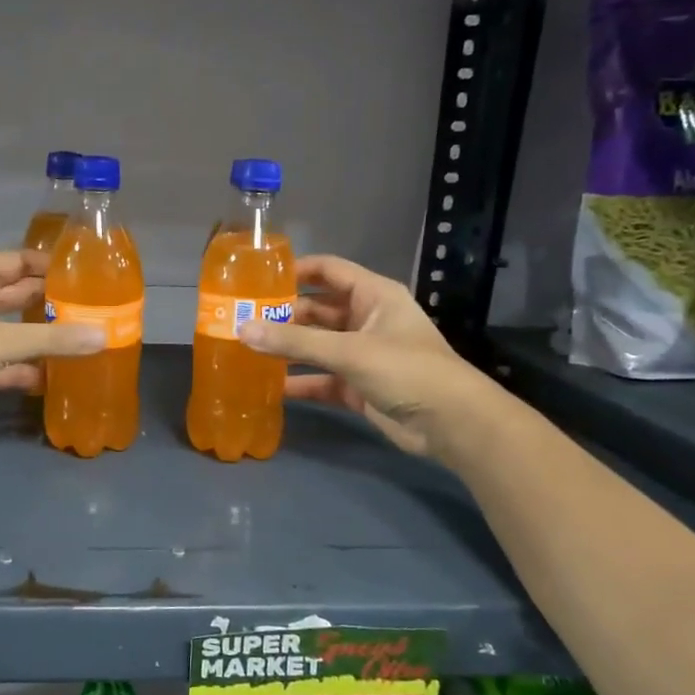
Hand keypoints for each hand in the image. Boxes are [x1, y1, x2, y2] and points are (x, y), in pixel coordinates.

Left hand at [0, 249, 104, 434]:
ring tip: (82, 340)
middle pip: (18, 296)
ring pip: (13, 332)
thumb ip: (53, 339)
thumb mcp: (2, 340)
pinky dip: (26, 369)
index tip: (83, 272)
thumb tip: (103, 336)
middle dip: (50, 302)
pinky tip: (55, 376)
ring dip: (41, 338)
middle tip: (92, 307)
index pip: (17, 261)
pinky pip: (5, 364)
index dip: (47, 264)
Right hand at [239, 254, 493, 462]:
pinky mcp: (358, 387)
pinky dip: (300, 382)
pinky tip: (269, 386)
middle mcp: (367, 319)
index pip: (329, 271)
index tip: (257, 278)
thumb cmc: (406, 370)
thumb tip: (243, 329)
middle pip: (317, 310)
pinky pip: (321, 378)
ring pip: (317, 345)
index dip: (296, 270)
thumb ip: (296, 341)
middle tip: (242, 319)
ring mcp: (362, 355)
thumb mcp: (349, 351)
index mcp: (374, 296)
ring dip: (288, 349)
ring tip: (246, 349)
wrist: (451, 424)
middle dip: (283, 314)